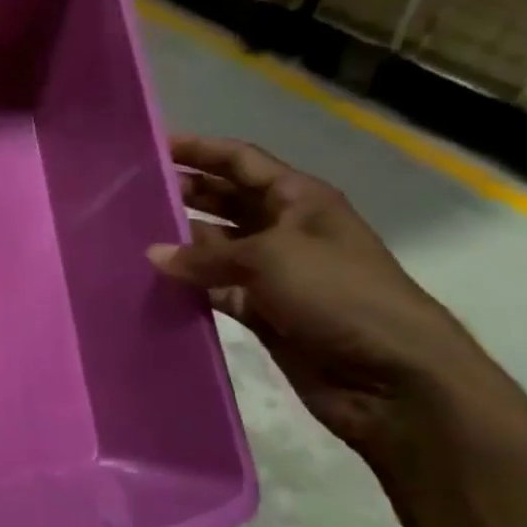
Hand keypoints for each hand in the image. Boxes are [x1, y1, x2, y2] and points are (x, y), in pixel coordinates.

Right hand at [148, 137, 504, 458]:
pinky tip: (153, 283)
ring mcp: (275, 273)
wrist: (394, 380)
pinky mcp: (264, 312)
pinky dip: (190, 287)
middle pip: (226, 200)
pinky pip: (216, 290)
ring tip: (131, 236)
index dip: (200, 149)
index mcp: (299, 199)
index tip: (153, 146)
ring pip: (216, 247)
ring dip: (181, 243)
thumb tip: (153, 255)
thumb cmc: (339, 295)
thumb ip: (206, 256)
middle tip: (131, 193)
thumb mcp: (271, 259)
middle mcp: (286, 229)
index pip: (241, 161)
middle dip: (185, 193)